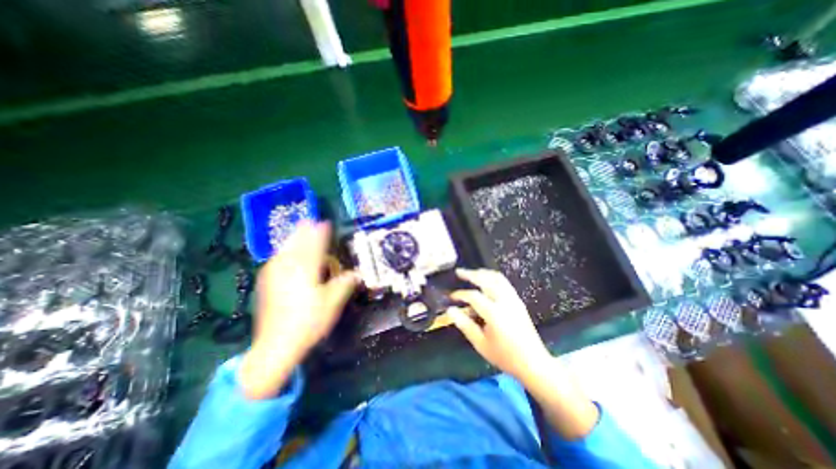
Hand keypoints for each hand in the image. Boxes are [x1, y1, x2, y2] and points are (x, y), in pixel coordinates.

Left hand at [243, 222, 358, 396]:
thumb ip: (345, 284)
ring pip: (284, 250)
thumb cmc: (309, 322)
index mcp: (306, 271)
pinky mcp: (266, 284)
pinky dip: (283, 251)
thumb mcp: (333, 303)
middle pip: (297, 244)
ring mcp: (274, 275)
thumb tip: (358, 274)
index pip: (315, 246)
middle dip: (304, 231)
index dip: (320, 233)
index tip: (325, 223)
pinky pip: (276, 260)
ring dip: (292, 239)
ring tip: (298, 230)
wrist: (276, 345)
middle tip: (309, 220)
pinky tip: (283, 252)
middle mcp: (288, 269)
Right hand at [448, 270, 552, 381]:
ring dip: (483, 273)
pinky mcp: (518, 300)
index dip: (460, 294)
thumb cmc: (505, 356)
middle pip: (486, 280)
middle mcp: (504, 301)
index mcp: (494, 313)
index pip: (473, 296)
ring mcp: (513, 299)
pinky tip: (487, 280)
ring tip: (472, 273)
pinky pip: (504, 282)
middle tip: (459, 272)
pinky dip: (493, 277)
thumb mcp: (481, 344)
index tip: (451, 296)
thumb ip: (465, 325)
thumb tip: (450, 311)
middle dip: (471, 274)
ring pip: (497, 277)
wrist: (533, 362)